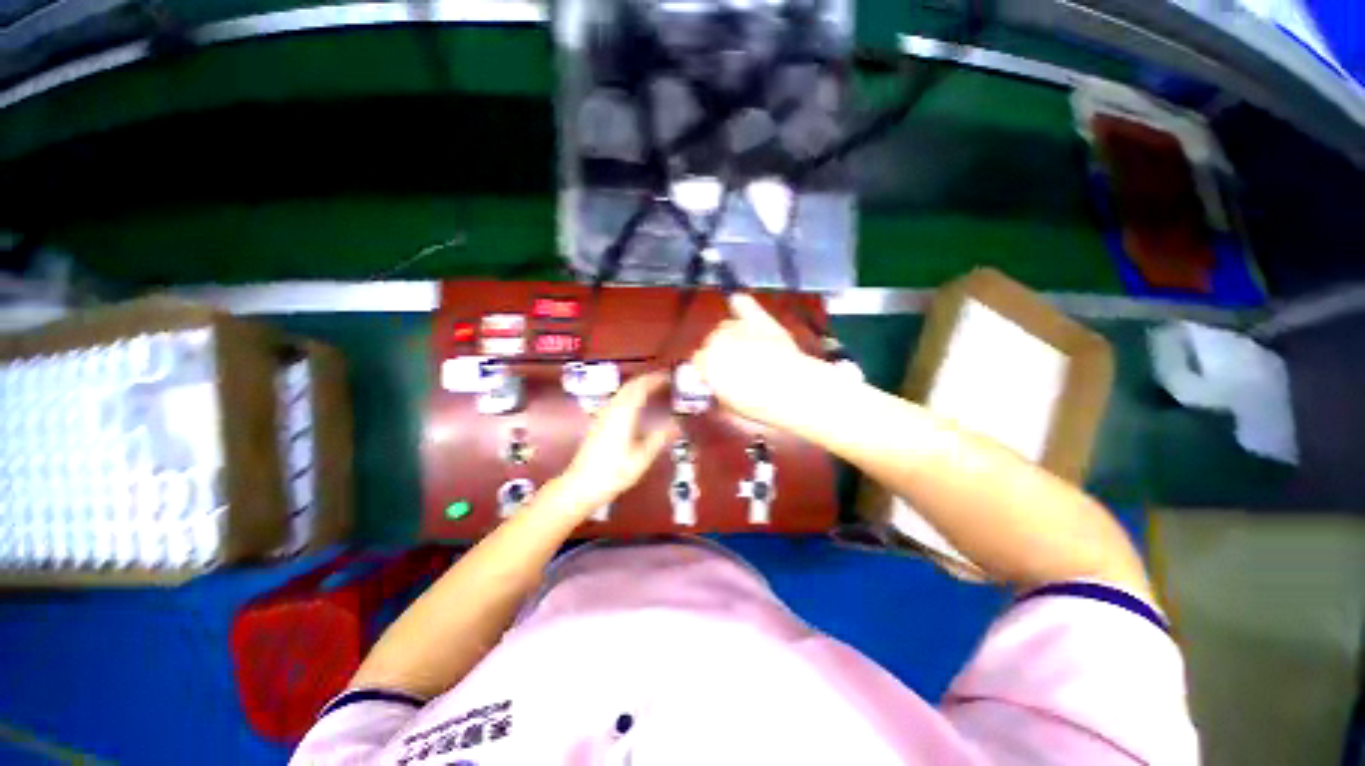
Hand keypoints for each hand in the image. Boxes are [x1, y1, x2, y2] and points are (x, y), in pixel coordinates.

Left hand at [556, 371, 678, 514]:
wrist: (581, 485)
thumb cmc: (613, 473)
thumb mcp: (641, 458)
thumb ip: (659, 438)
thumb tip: (676, 423)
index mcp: (623, 414)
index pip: (640, 388)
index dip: (654, 379)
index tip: (668, 376)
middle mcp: (612, 410)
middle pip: (629, 386)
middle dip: (646, 380)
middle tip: (664, 380)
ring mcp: (603, 416)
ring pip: (622, 392)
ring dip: (638, 386)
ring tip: (653, 389)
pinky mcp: (598, 423)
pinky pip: (617, 400)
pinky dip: (630, 395)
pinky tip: (635, 405)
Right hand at [692, 294, 834, 430]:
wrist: (791, 389)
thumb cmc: (758, 403)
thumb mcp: (729, 403)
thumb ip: (717, 389)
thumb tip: (714, 386)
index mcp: (705, 363)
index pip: (699, 359)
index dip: (709, 368)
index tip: (718, 376)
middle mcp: (717, 341)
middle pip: (712, 340)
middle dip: (721, 351)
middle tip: (736, 366)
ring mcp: (738, 328)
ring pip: (727, 325)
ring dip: (733, 335)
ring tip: (748, 349)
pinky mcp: (759, 320)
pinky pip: (743, 304)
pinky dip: (740, 304)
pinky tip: (736, 301)